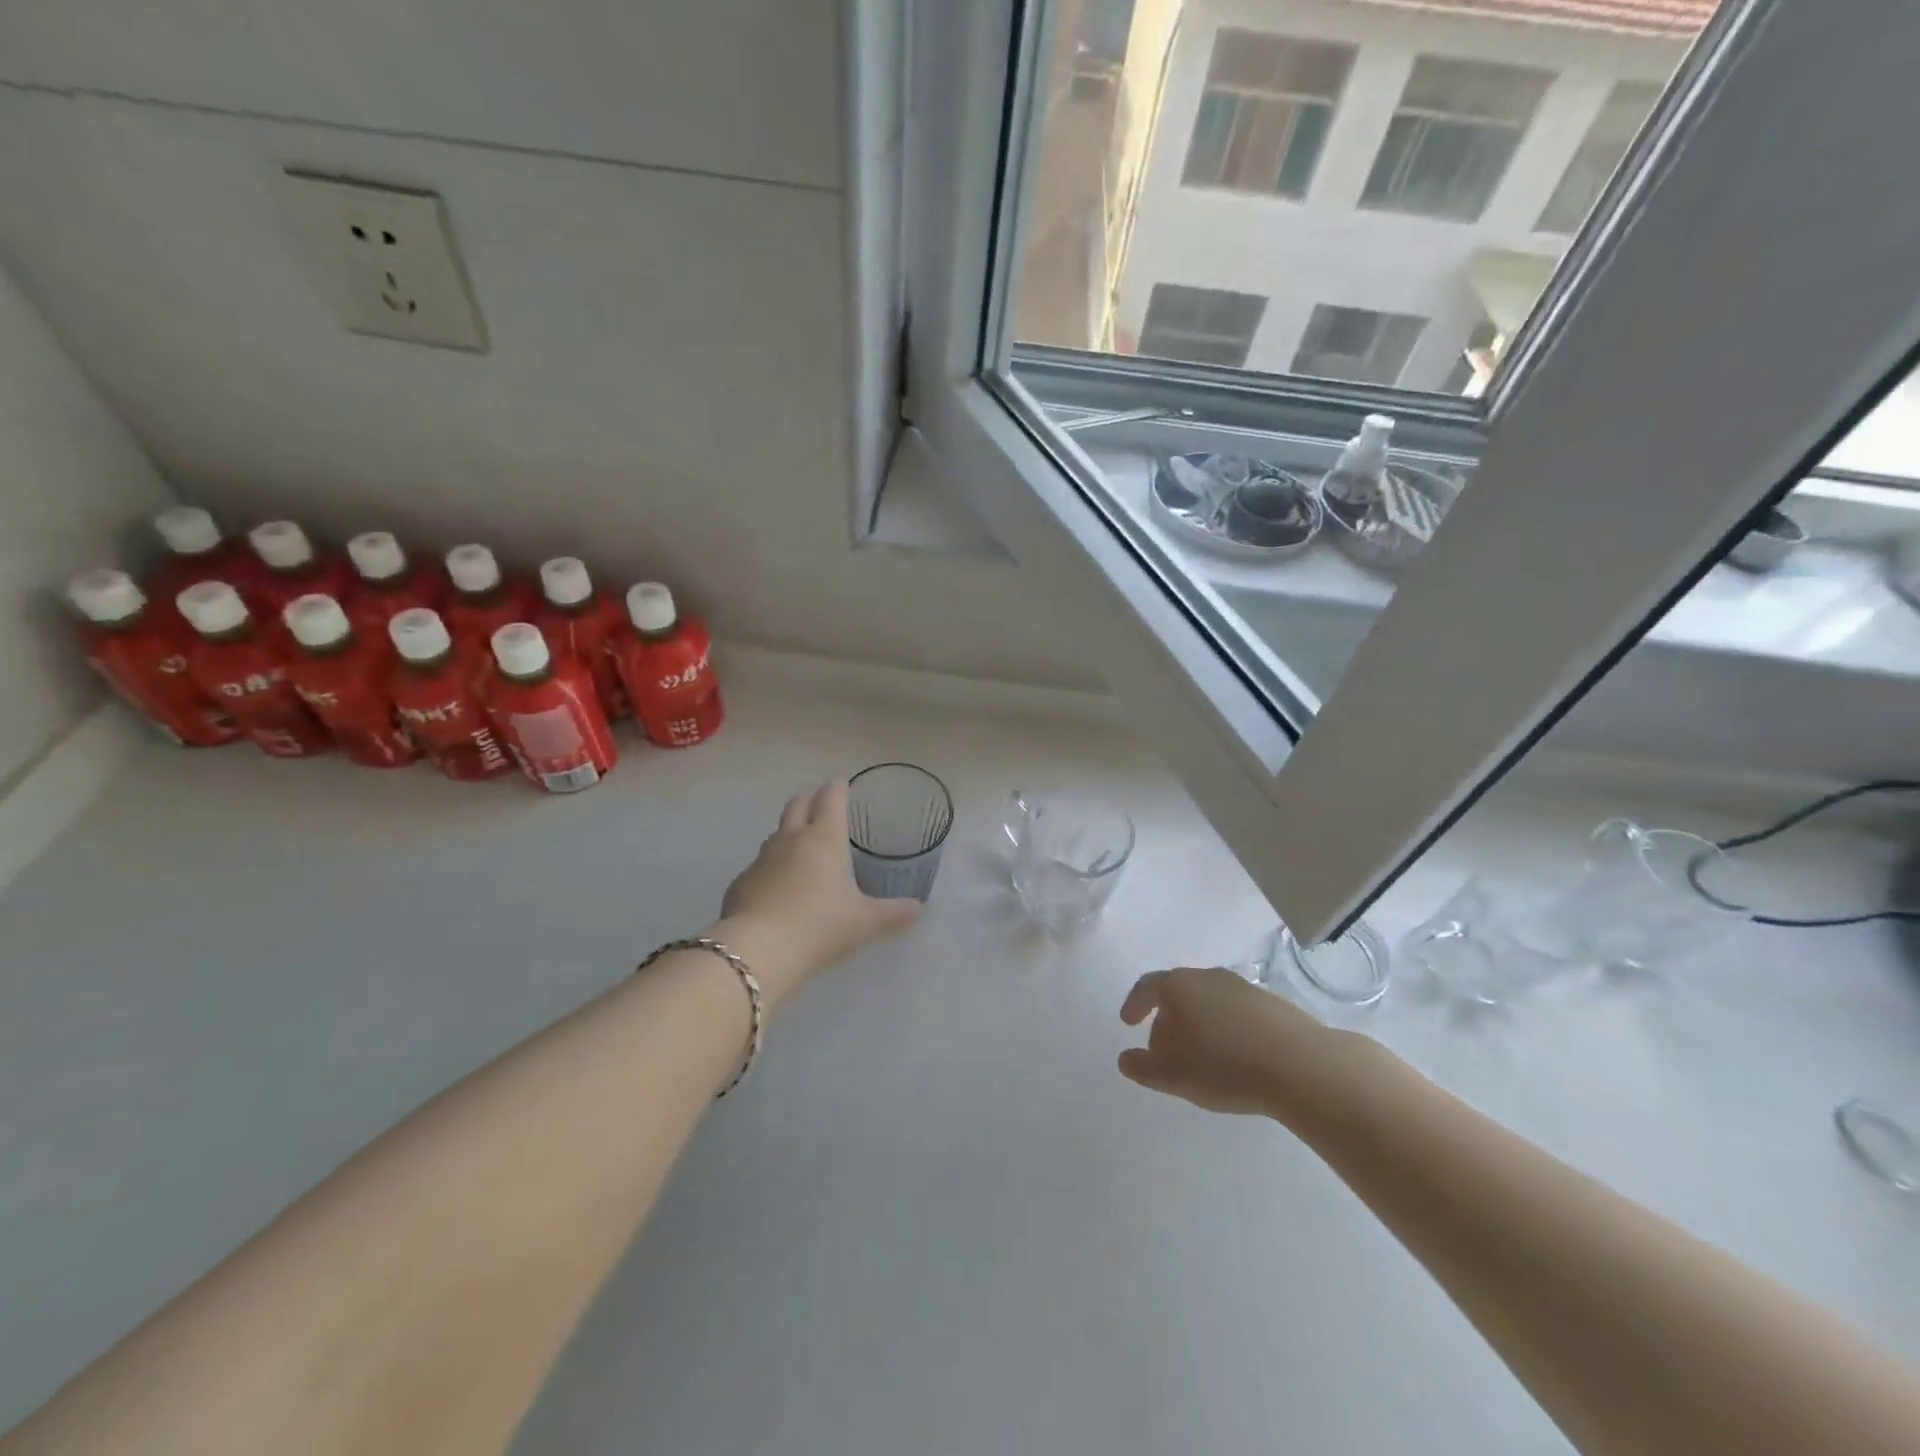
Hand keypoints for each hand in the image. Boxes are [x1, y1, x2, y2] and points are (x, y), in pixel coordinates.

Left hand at [715, 781, 921, 1003]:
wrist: (757, 950)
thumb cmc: (819, 926)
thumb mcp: (864, 923)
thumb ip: (893, 914)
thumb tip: (918, 909)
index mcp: (824, 839)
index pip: (831, 798)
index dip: (838, 788)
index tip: (844, 784)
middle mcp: (791, 840)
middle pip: (798, 804)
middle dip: (811, 798)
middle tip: (822, 801)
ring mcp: (761, 859)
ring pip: (777, 832)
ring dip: (790, 830)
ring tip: (802, 843)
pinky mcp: (741, 882)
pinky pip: (760, 864)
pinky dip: (773, 865)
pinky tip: (779, 885)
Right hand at [1118, 967, 1331, 1115]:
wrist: (1300, 1064)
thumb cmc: (1223, 1066)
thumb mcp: (1172, 1075)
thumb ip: (1142, 1067)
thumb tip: (1126, 1058)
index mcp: (1177, 986)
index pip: (1146, 987)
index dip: (1135, 1004)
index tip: (1129, 1022)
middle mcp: (1206, 977)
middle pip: (1178, 992)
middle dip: (1167, 1018)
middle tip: (1164, 1048)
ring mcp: (1242, 986)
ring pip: (1208, 1000)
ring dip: (1199, 1022)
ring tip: (1202, 1055)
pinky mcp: (1271, 1002)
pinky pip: (1236, 1012)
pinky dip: (1227, 1028)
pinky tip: (1235, 1055)